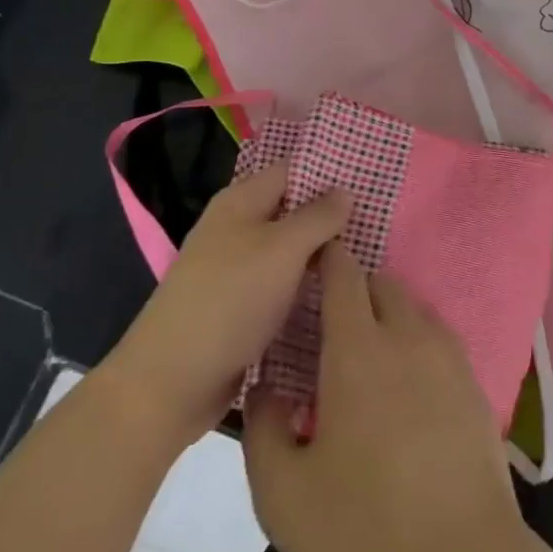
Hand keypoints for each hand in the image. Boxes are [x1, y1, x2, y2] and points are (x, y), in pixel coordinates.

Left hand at [110, 165, 347, 445]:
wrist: (170, 382)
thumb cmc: (229, 301)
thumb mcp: (282, 249)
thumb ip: (318, 216)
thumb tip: (345, 190)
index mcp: (241, 201)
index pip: (292, 169)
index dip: (329, 171)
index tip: (372, 178)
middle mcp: (236, 228)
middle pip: (292, 209)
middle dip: (332, 215)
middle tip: (382, 221)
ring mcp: (236, 269)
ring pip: (289, 250)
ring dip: (322, 253)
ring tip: (371, 255)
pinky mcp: (239, 307)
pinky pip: (281, 284)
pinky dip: (306, 285)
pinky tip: (339, 292)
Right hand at [242, 244, 531, 551]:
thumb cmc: (364, 527)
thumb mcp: (283, 496)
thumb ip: (262, 429)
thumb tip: (266, 386)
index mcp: (358, 350)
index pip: (344, 274)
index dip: (328, 259)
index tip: (311, 262)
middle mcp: (407, 336)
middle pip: (382, 284)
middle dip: (355, 290)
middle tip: (332, 328)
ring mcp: (448, 355)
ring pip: (413, 308)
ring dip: (388, 316)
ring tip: (370, 358)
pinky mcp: (474, 381)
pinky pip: (439, 338)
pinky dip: (417, 342)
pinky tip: (408, 386)